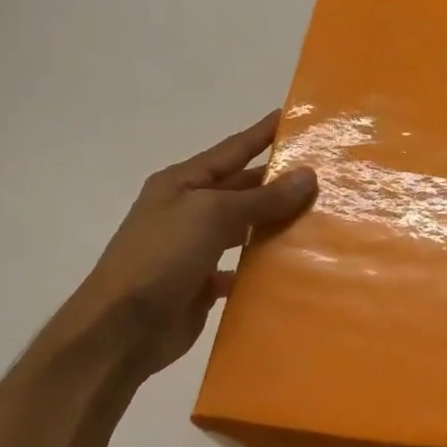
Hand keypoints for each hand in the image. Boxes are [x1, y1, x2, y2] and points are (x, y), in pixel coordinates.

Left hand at [60, 112, 316, 380]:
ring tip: (318, 217)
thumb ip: (262, 198)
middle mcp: (188, 210)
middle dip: (278, 181)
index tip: (293, 118)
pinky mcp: (203, 282)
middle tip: (324, 174)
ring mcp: (195, 248)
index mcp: (182, 183)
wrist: (123, 328)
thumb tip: (307, 176)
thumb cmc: (162, 257)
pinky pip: (242, 267)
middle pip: (241, 188)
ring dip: (275, 223)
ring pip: (245, 228)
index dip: (262, 134)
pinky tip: (293, 265)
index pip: (232, 150)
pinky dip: (263, 265)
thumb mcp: (212, 216)